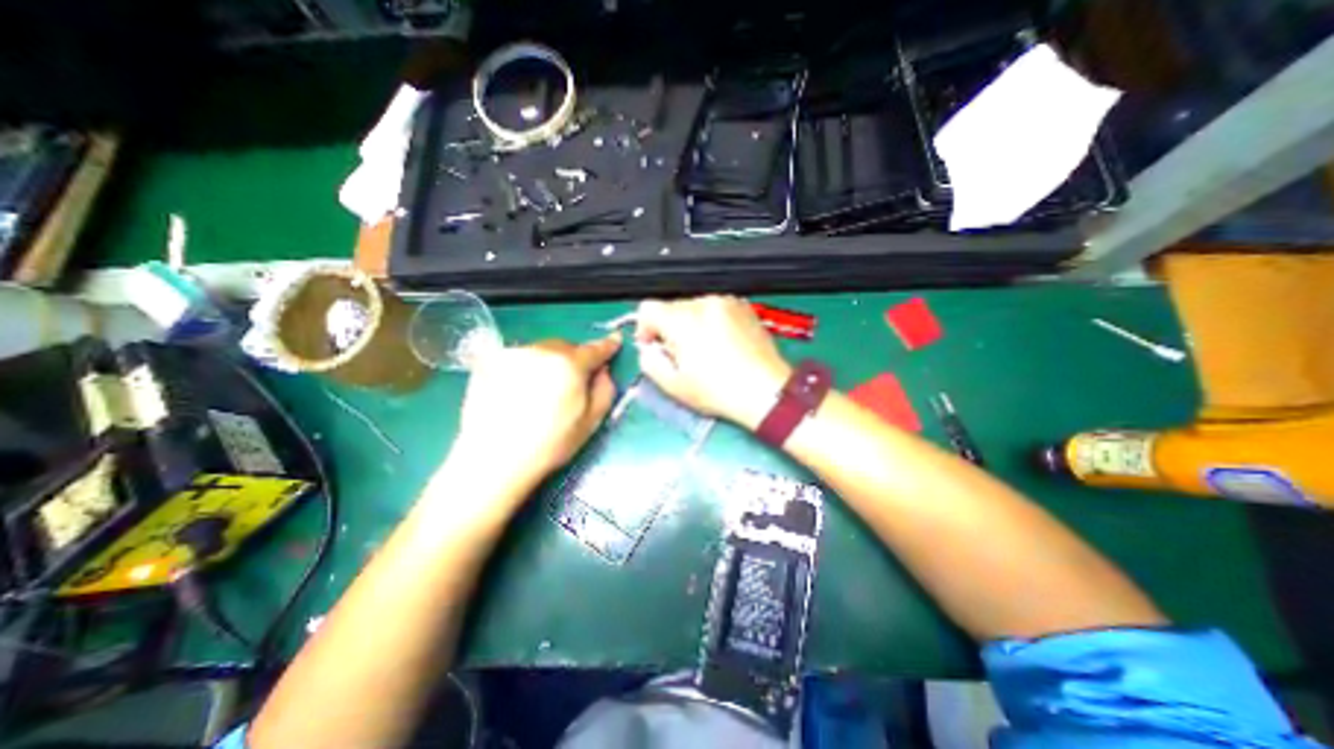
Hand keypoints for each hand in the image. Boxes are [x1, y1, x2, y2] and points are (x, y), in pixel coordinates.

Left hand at [452, 333, 622, 490]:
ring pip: (541, 350)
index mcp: (570, 365)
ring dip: (549, 362)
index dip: (607, 346)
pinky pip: (518, 357)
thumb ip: (605, 390)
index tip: (614, 341)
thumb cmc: (550, 444)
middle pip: (566, 346)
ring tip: (541, 390)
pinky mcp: (490, 361)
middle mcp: (542, 351)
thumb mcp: (591, 422)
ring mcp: (513, 353)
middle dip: (573, 358)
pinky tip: (519, 389)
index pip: (595, 349)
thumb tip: (603, 371)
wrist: (493, 458)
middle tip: (571, 382)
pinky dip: (525, 367)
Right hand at [634, 295, 788, 429]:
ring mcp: (727, 303)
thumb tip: (649, 349)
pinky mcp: (743, 307)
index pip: (648, 308)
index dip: (645, 328)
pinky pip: (716, 309)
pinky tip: (722, 345)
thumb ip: (649, 362)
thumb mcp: (674, 385)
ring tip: (706, 352)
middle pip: (672, 307)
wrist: (766, 391)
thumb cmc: (719, 391)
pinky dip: (712, 322)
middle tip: (682, 355)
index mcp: (683, 320)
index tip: (654, 346)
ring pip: (694, 307)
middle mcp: (704, 304)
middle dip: (670, 329)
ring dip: (691, 325)